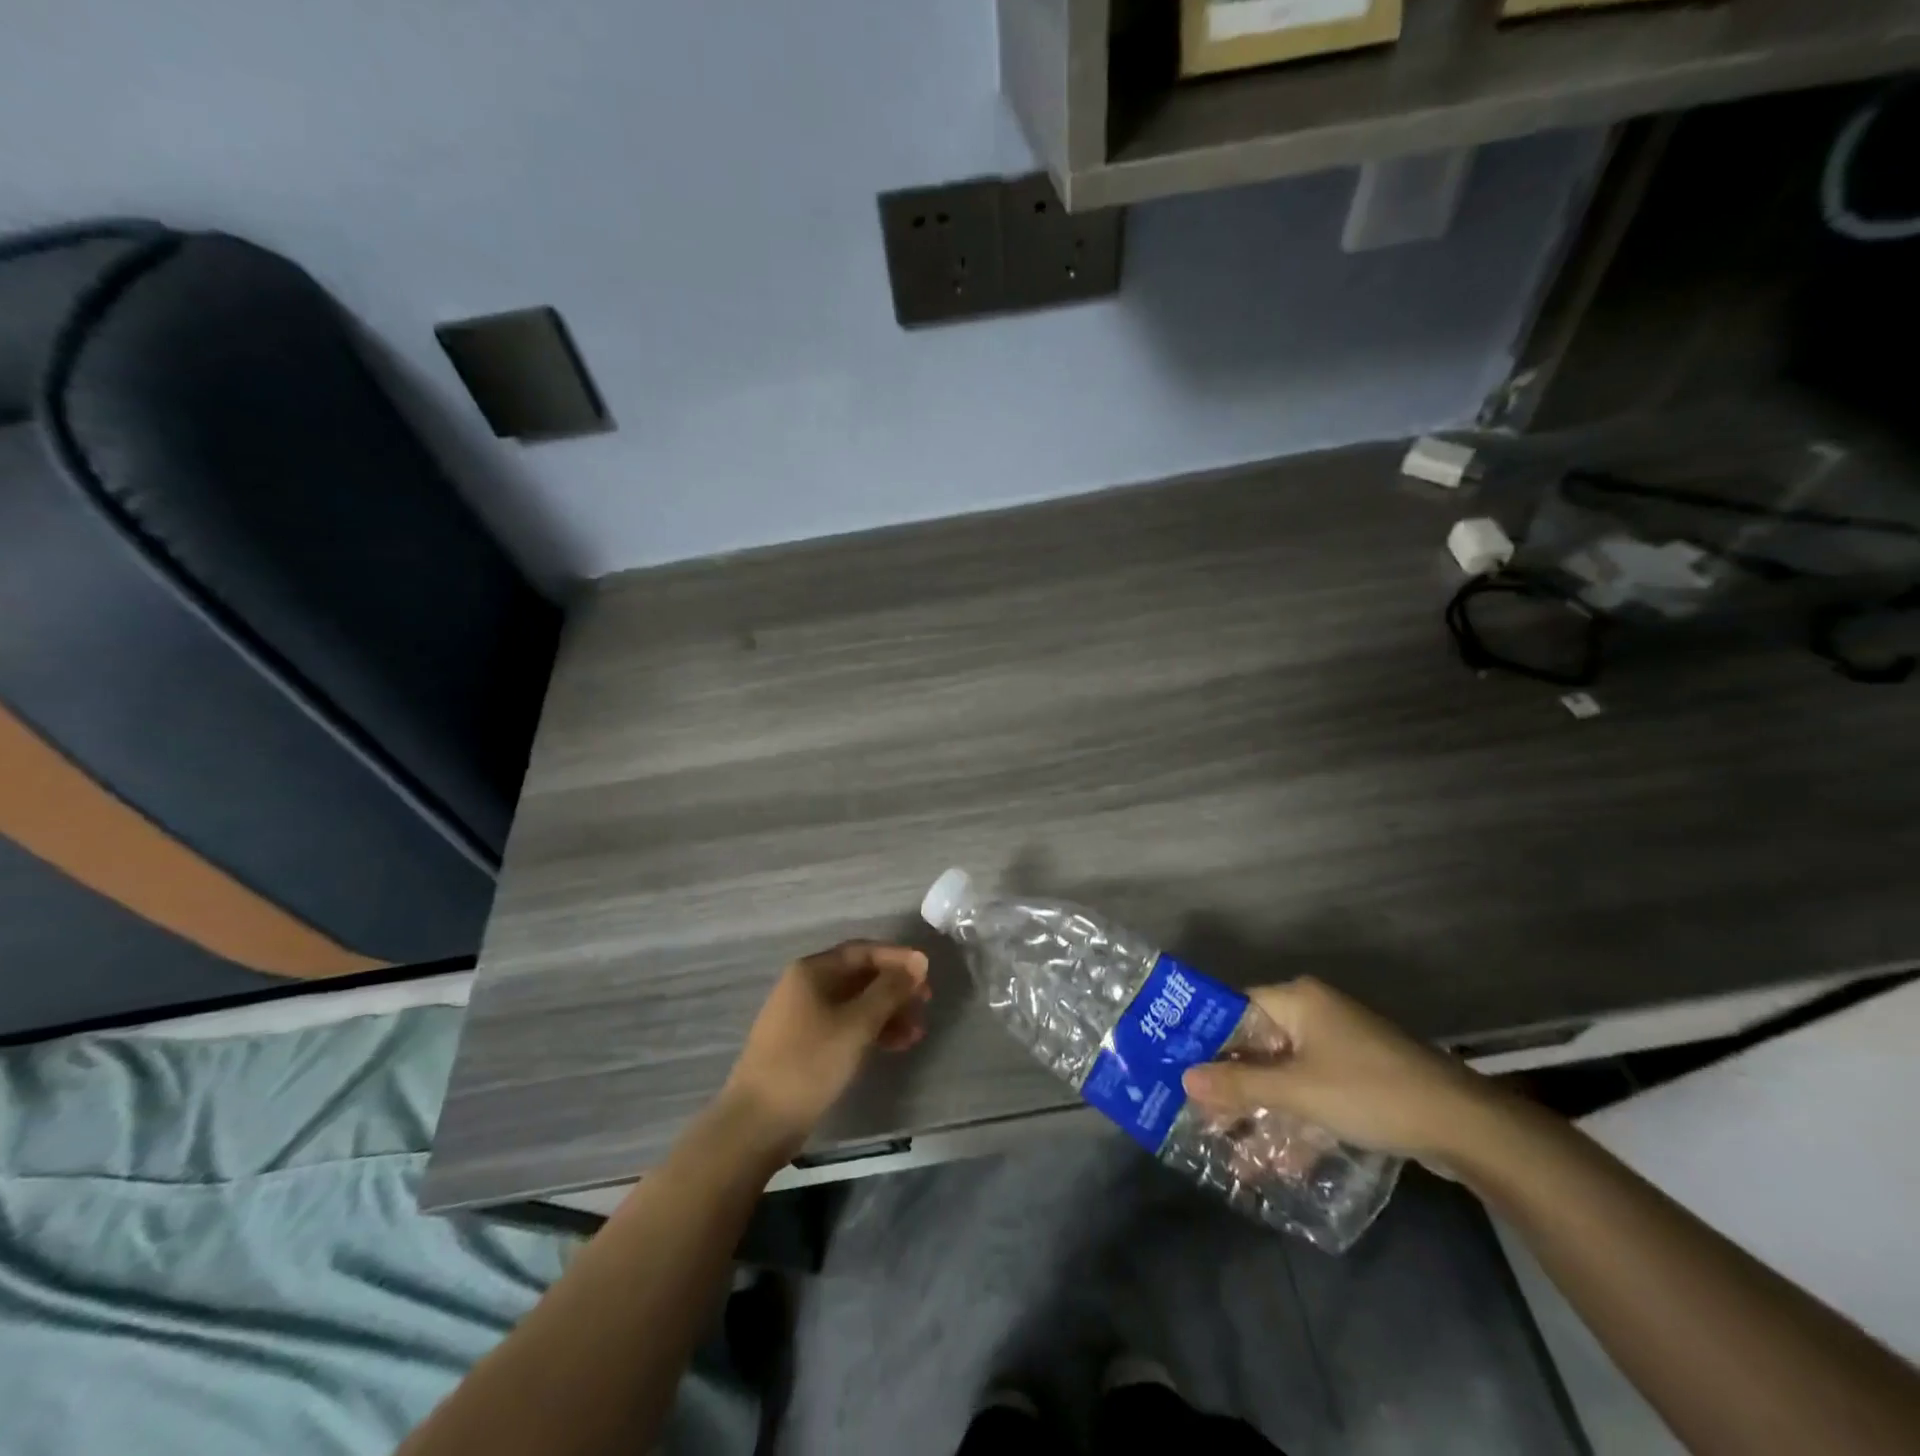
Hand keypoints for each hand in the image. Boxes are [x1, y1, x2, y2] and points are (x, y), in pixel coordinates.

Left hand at [719, 941, 931, 1154]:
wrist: (758, 1122)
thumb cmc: (809, 1063)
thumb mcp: (857, 1024)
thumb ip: (890, 990)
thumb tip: (918, 962)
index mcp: (812, 971)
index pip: (863, 951)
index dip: (897, 958)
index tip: (928, 972)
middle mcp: (805, 986)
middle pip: (859, 976)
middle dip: (894, 988)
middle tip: (926, 1003)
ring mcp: (802, 1016)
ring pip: (854, 1004)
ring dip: (886, 1013)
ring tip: (916, 1032)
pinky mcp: (804, 1045)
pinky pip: (844, 1025)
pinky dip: (870, 1031)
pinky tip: (894, 1045)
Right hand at [1181, 977, 1505, 1161]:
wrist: (1466, 1127)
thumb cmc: (1370, 1092)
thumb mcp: (1298, 1091)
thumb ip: (1240, 1085)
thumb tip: (1185, 1079)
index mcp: (1299, 1000)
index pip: (1235, 1009)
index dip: (1206, 1038)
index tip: (1178, 1067)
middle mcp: (1316, 1015)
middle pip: (1258, 1045)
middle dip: (1232, 1083)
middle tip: (1199, 1114)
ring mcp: (1340, 1047)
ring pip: (1285, 1074)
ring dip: (1261, 1109)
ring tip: (1229, 1146)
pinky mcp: (1360, 1079)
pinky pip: (1312, 1093)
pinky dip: (1294, 1121)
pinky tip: (1277, 1162)